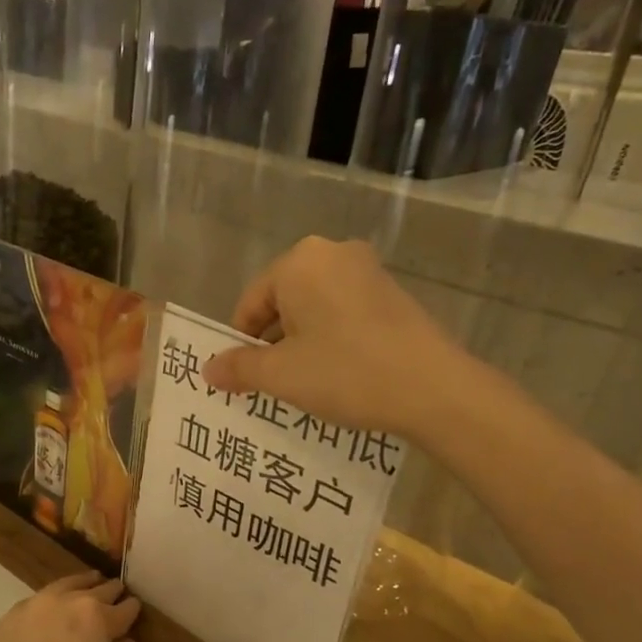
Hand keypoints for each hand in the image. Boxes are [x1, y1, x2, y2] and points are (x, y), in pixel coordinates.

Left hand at [0, 573, 140, 641]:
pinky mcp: (1, 626)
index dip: (130, 611)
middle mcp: (59, 603)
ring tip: (84, 592)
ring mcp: (26, 611)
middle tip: (115, 593)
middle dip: (105, 593)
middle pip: (89, 591)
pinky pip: (30, 608)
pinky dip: (44, 608)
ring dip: (74, 590)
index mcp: (92, 617)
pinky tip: (47, 621)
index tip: (135, 610)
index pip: (120, 610)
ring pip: (57, 590)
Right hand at [203, 237, 459, 433]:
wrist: (434, 388)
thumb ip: (238, 368)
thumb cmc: (345, 372)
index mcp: (299, 262)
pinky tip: (338, 374)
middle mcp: (333, 253)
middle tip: (272, 384)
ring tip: (305, 384)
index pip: (250, 304)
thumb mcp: (281, 375)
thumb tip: (208, 370)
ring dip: (301, 344)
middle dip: (272, 343)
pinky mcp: (393, 293)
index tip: (243, 380)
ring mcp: (368, 271)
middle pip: (282, 303)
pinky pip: (344, 313)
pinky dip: (332, 340)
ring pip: (314, 310)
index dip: (241, 345)